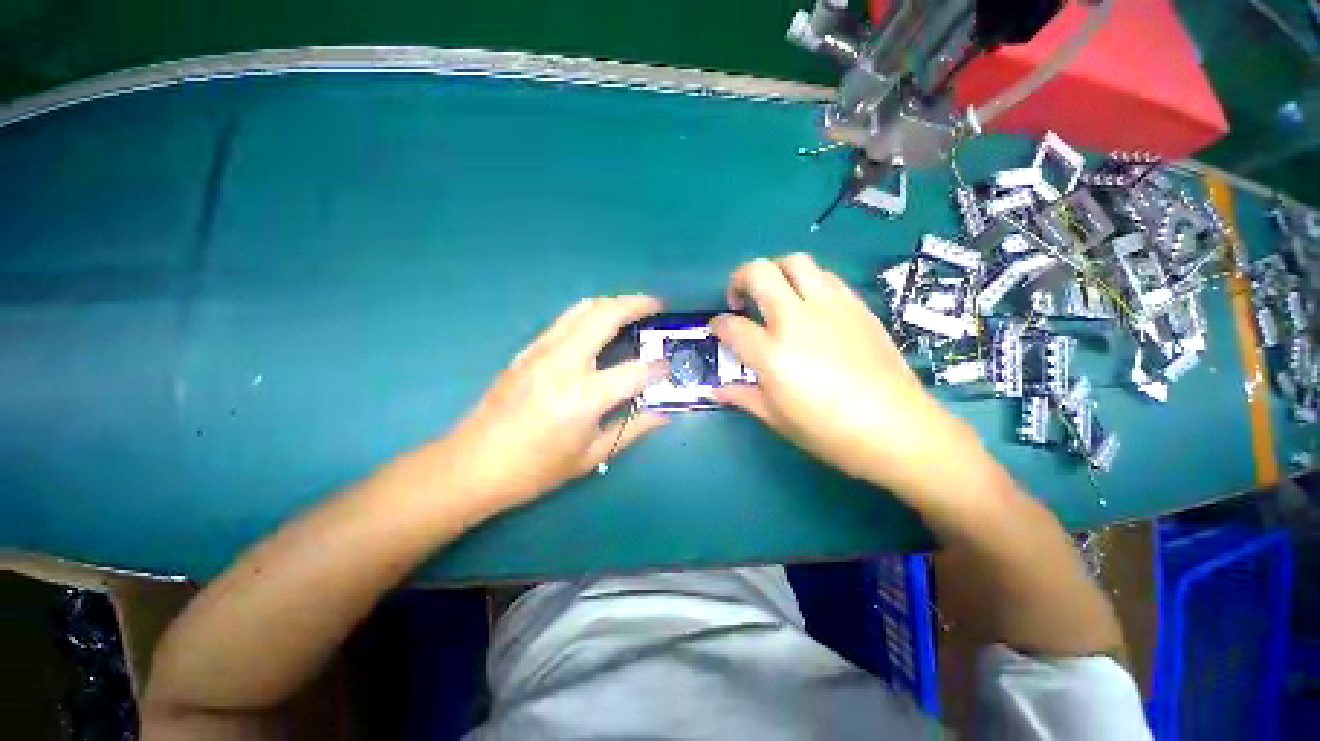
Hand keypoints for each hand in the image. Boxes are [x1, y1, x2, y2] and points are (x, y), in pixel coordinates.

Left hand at [439, 296, 669, 515]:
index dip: (658, 368)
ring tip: (633, 308)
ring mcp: (541, 351)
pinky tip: (600, 325)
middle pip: (606, 315)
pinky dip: (591, 313)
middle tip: (657, 306)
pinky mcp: (528, 349)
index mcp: (583, 397)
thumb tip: (664, 413)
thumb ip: (632, 429)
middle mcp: (563, 363)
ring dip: (613, 302)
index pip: (635, 371)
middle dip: (637, 304)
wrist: (472, 464)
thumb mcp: (591, 455)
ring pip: (583, 308)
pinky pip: (566, 319)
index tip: (668, 368)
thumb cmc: (535, 469)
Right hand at [712, 254, 987, 503]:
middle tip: (739, 299)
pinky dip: (807, 282)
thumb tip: (717, 389)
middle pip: (759, 272)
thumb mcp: (777, 419)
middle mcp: (797, 320)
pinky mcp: (856, 306)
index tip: (718, 330)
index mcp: (772, 353)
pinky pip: (825, 277)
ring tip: (774, 294)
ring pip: (795, 262)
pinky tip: (808, 305)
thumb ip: (743, 397)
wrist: (897, 428)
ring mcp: (829, 308)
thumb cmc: (829, 432)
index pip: (731, 325)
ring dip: (775, 271)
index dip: (718, 325)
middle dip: (738, 279)